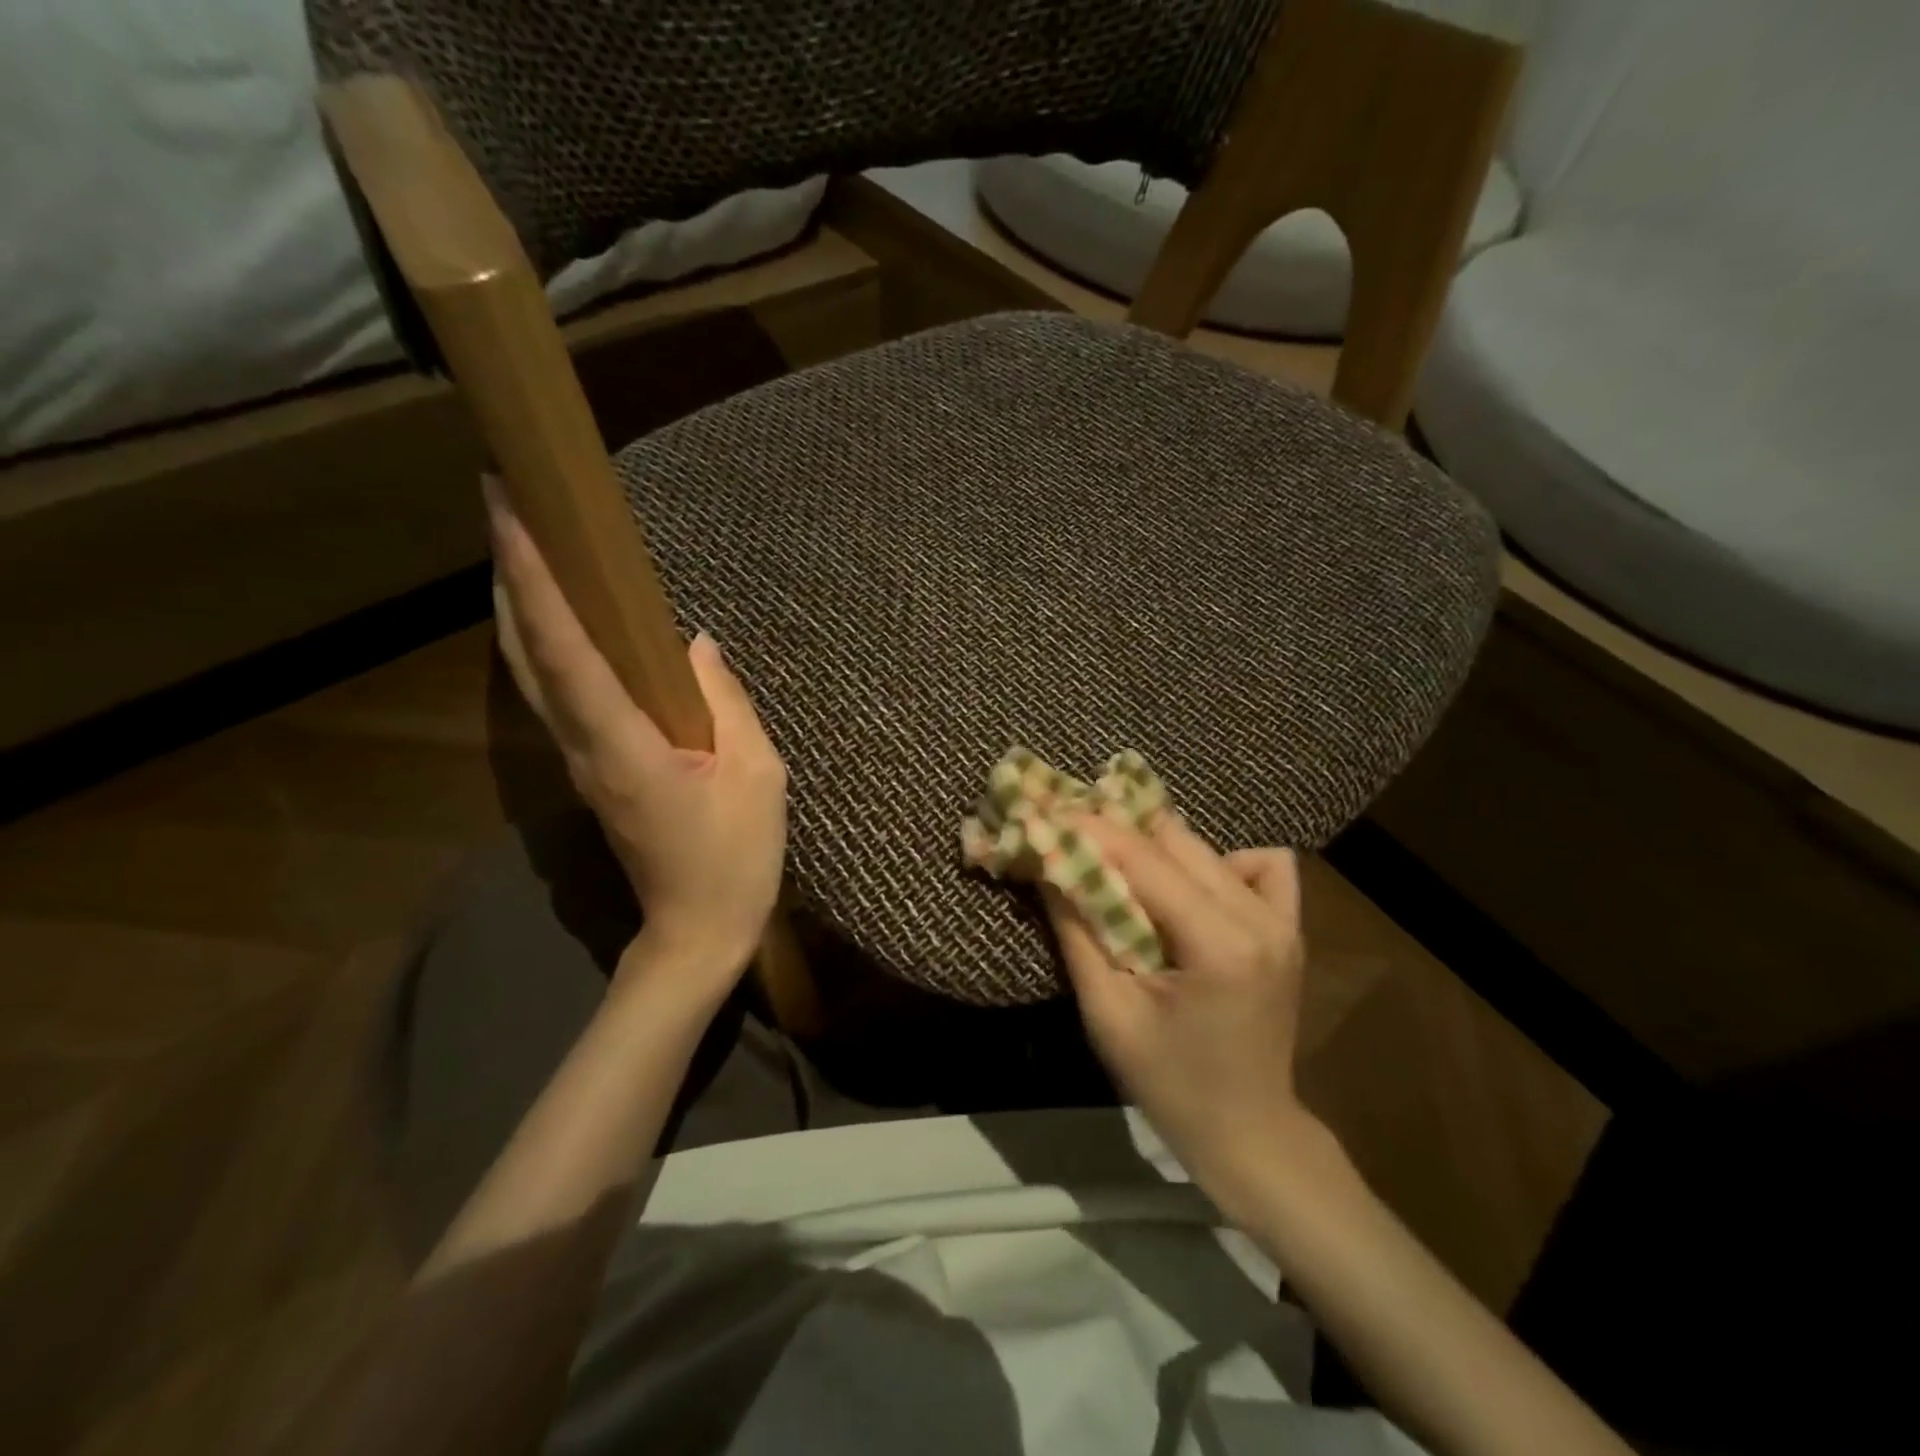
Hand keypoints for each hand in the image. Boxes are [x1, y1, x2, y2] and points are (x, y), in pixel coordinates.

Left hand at [486, 478, 786, 997]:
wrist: (697, 928)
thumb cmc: (736, 857)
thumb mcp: (758, 776)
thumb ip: (726, 704)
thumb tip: (696, 645)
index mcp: (624, 745)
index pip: (567, 650)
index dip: (535, 579)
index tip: (510, 512)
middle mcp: (583, 745)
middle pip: (527, 652)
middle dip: (508, 575)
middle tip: (501, 503)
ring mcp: (579, 759)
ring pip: (530, 672)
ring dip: (517, 605)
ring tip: (518, 545)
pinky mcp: (591, 768)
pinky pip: (554, 693)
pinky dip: (542, 643)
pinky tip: (554, 619)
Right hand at [1045, 816, 1313, 1193]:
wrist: (1248, 1132)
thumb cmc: (1169, 1083)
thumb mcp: (1108, 1013)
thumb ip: (1077, 932)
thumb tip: (1049, 865)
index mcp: (1219, 944)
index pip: (1144, 860)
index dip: (1091, 830)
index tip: (1045, 812)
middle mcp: (1259, 918)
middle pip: (1176, 842)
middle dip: (1116, 832)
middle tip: (1070, 835)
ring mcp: (1282, 920)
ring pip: (1208, 848)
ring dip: (1155, 845)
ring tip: (1117, 863)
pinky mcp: (1289, 927)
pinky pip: (1261, 866)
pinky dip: (1219, 862)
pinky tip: (1192, 888)